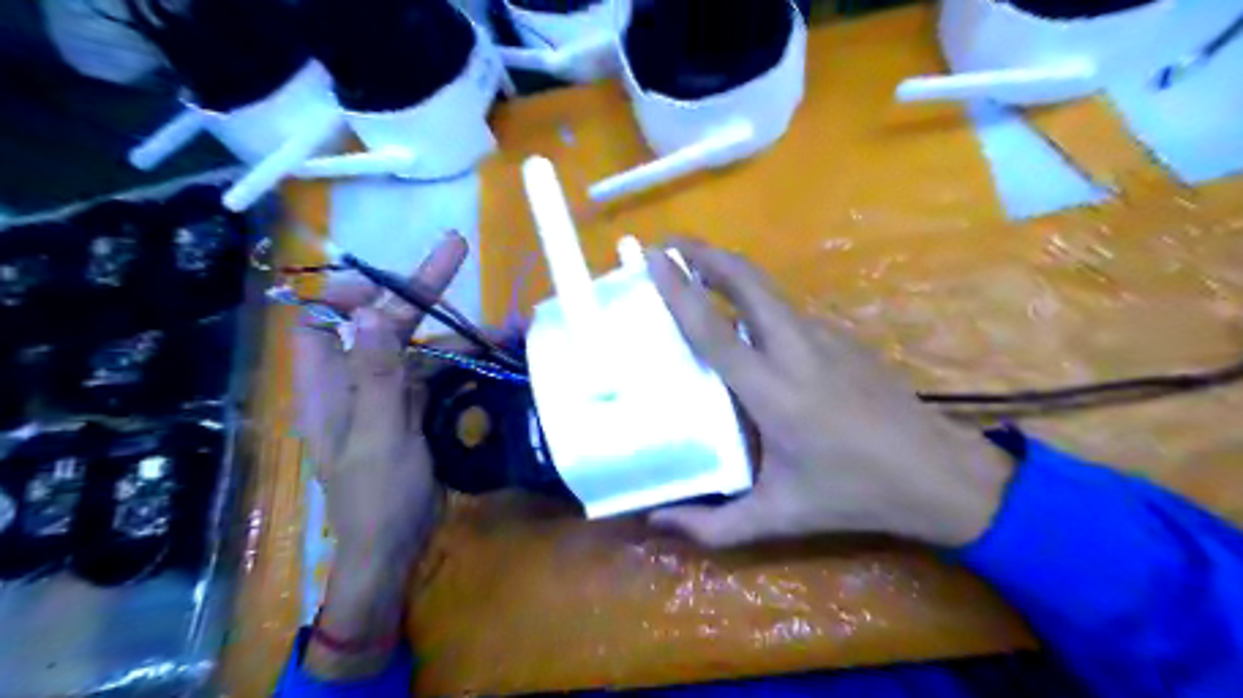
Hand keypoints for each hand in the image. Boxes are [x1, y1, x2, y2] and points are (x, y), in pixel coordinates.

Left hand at [296, 233, 467, 677]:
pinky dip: (471, 364)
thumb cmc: (375, 496)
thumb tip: (369, 312)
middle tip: (457, 249)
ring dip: (463, 335)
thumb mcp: (378, 435)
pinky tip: (500, 356)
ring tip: (509, 328)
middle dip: (422, 291)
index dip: (347, 291)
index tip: (384, 277)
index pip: (323, 320)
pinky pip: (444, 375)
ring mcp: (391, 394)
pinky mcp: (419, 409)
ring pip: (424, 348)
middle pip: (385, 324)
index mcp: (329, 384)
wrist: (397, 545)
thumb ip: (376, 375)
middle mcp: (358, 380)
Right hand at [646, 241, 1012, 550]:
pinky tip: (742, 317)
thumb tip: (655, 521)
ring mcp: (824, 337)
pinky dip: (754, 296)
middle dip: (705, 254)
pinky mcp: (841, 336)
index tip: (653, 257)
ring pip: (768, 288)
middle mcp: (796, 350)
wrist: (936, 472)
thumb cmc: (853, 493)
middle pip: (747, 280)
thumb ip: (713, 525)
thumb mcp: (778, 517)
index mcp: (772, 391)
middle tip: (667, 246)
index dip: (679, 289)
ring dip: (729, 270)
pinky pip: (786, 307)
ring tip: (695, 269)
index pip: (714, 329)